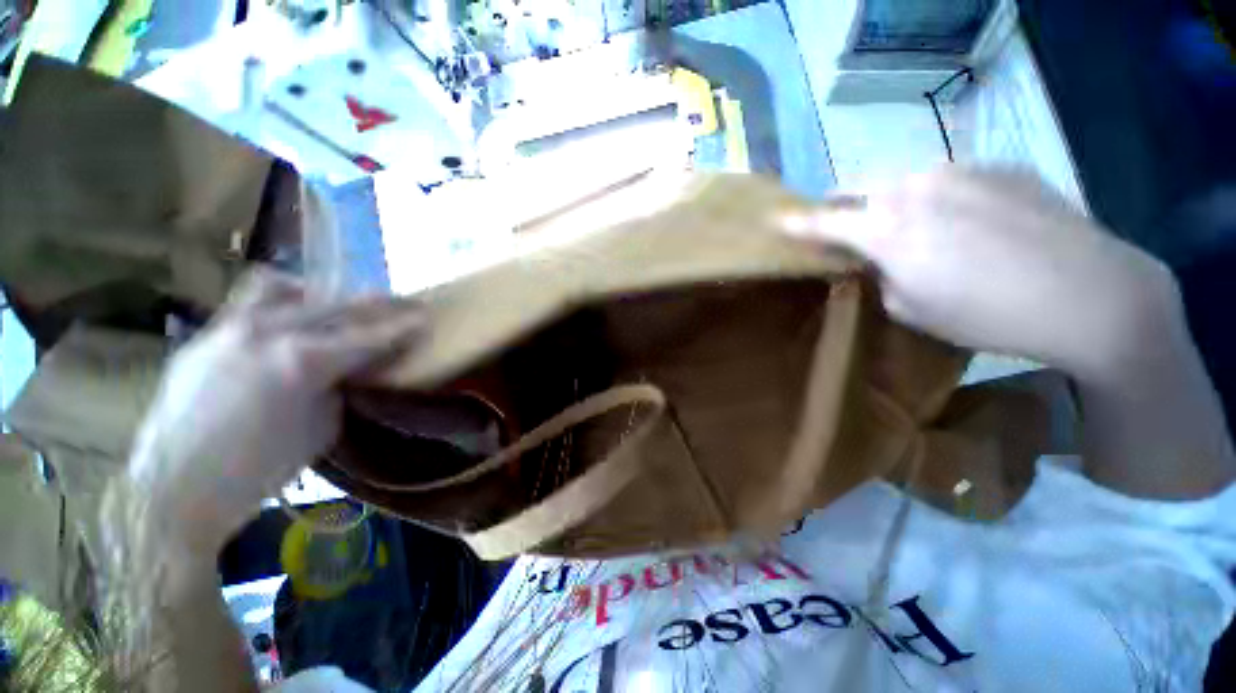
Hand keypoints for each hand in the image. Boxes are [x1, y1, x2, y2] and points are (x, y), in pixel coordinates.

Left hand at [126, 271, 424, 551]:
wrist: (174, 487)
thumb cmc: (258, 470)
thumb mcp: (322, 429)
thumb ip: (342, 387)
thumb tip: (354, 367)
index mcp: (303, 361)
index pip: (369, 336)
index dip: (403, 328)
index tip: (426, 319)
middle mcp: (269, 331)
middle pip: (339, 305)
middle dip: (379, 305)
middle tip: (405, 306)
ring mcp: (232, 327)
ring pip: (288, 288)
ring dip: (324, 294)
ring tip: (338, 306)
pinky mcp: (209, 333)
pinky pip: (252, 301)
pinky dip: (282, 301)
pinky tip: (292, 317)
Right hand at [782, 166, 1180, 381]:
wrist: (1091, 293)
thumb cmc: (988, 314)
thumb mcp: (911, 309)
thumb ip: (880, 276)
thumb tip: (875, 259)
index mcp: (885, 227)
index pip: (823, 220)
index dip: (795, 221)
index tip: (775, 219)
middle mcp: (915, 185)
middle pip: (858, 185)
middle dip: (840, 203)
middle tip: (840, 224)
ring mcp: (961, 169)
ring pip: (903, 178)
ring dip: (889, 199)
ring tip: (909, 227)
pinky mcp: (1000, 166)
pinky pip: (949, 177)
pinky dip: (936, 197)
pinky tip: (965, 223)